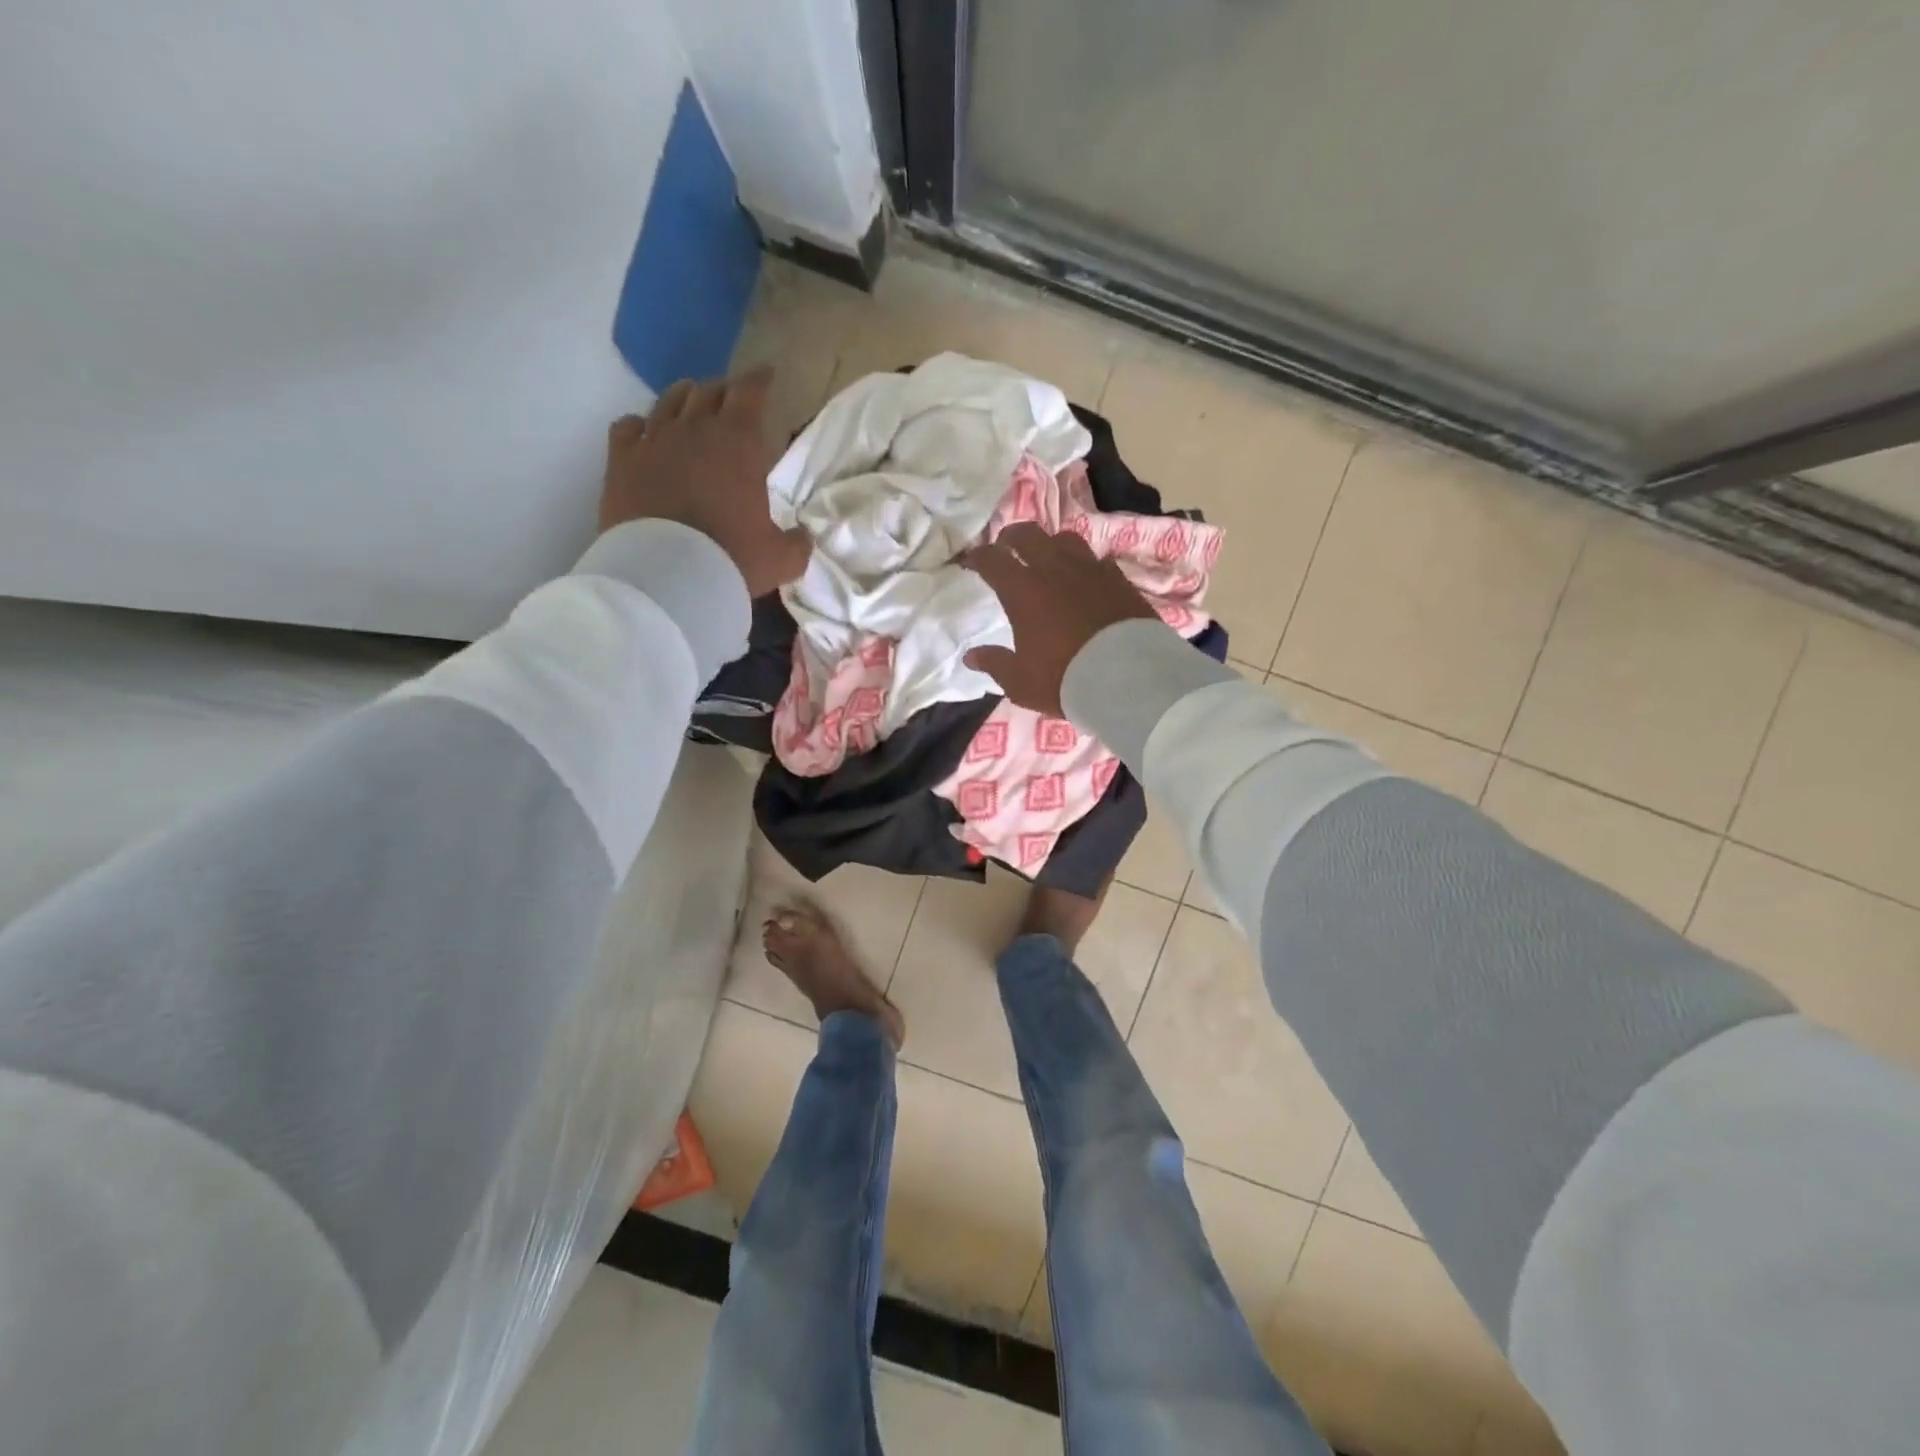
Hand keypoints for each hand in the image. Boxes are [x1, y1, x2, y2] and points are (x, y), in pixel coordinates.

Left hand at [599, 368, 811, 597]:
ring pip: (669, 401)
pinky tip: (644, 432)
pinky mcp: (621, 460)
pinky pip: (628, 426)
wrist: (667, 576)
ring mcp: (653, 441)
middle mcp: (695, 429)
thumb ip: (797, 542)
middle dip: (724, 389)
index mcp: (739, 442)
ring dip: (685, 397)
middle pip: (709, 391)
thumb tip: (802, 536)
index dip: (759, 380)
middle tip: (732, 396)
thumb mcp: (781, 558)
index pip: (750, 392)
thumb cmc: (732, 559)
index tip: (766, 375)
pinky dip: (640, 424)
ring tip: (691, 402)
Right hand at [961, 523, 1158, 715]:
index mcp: (1023, 590)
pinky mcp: (1120, 580)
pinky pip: (1097, 561)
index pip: (993, 560)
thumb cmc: (1064, 680)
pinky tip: (1085, 579)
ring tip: (1047, 559)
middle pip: (1028, 535)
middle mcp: (1055, 570)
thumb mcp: (1020, 682)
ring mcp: (1091, 570)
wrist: (1128, 680)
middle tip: (1006, 547)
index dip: (979, 557)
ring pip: (1065, 539)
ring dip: (1050, 545)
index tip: (972, 560)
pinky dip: (1084, 565)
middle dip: (1012, 537)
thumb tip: (971, 656)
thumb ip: (995, 664)